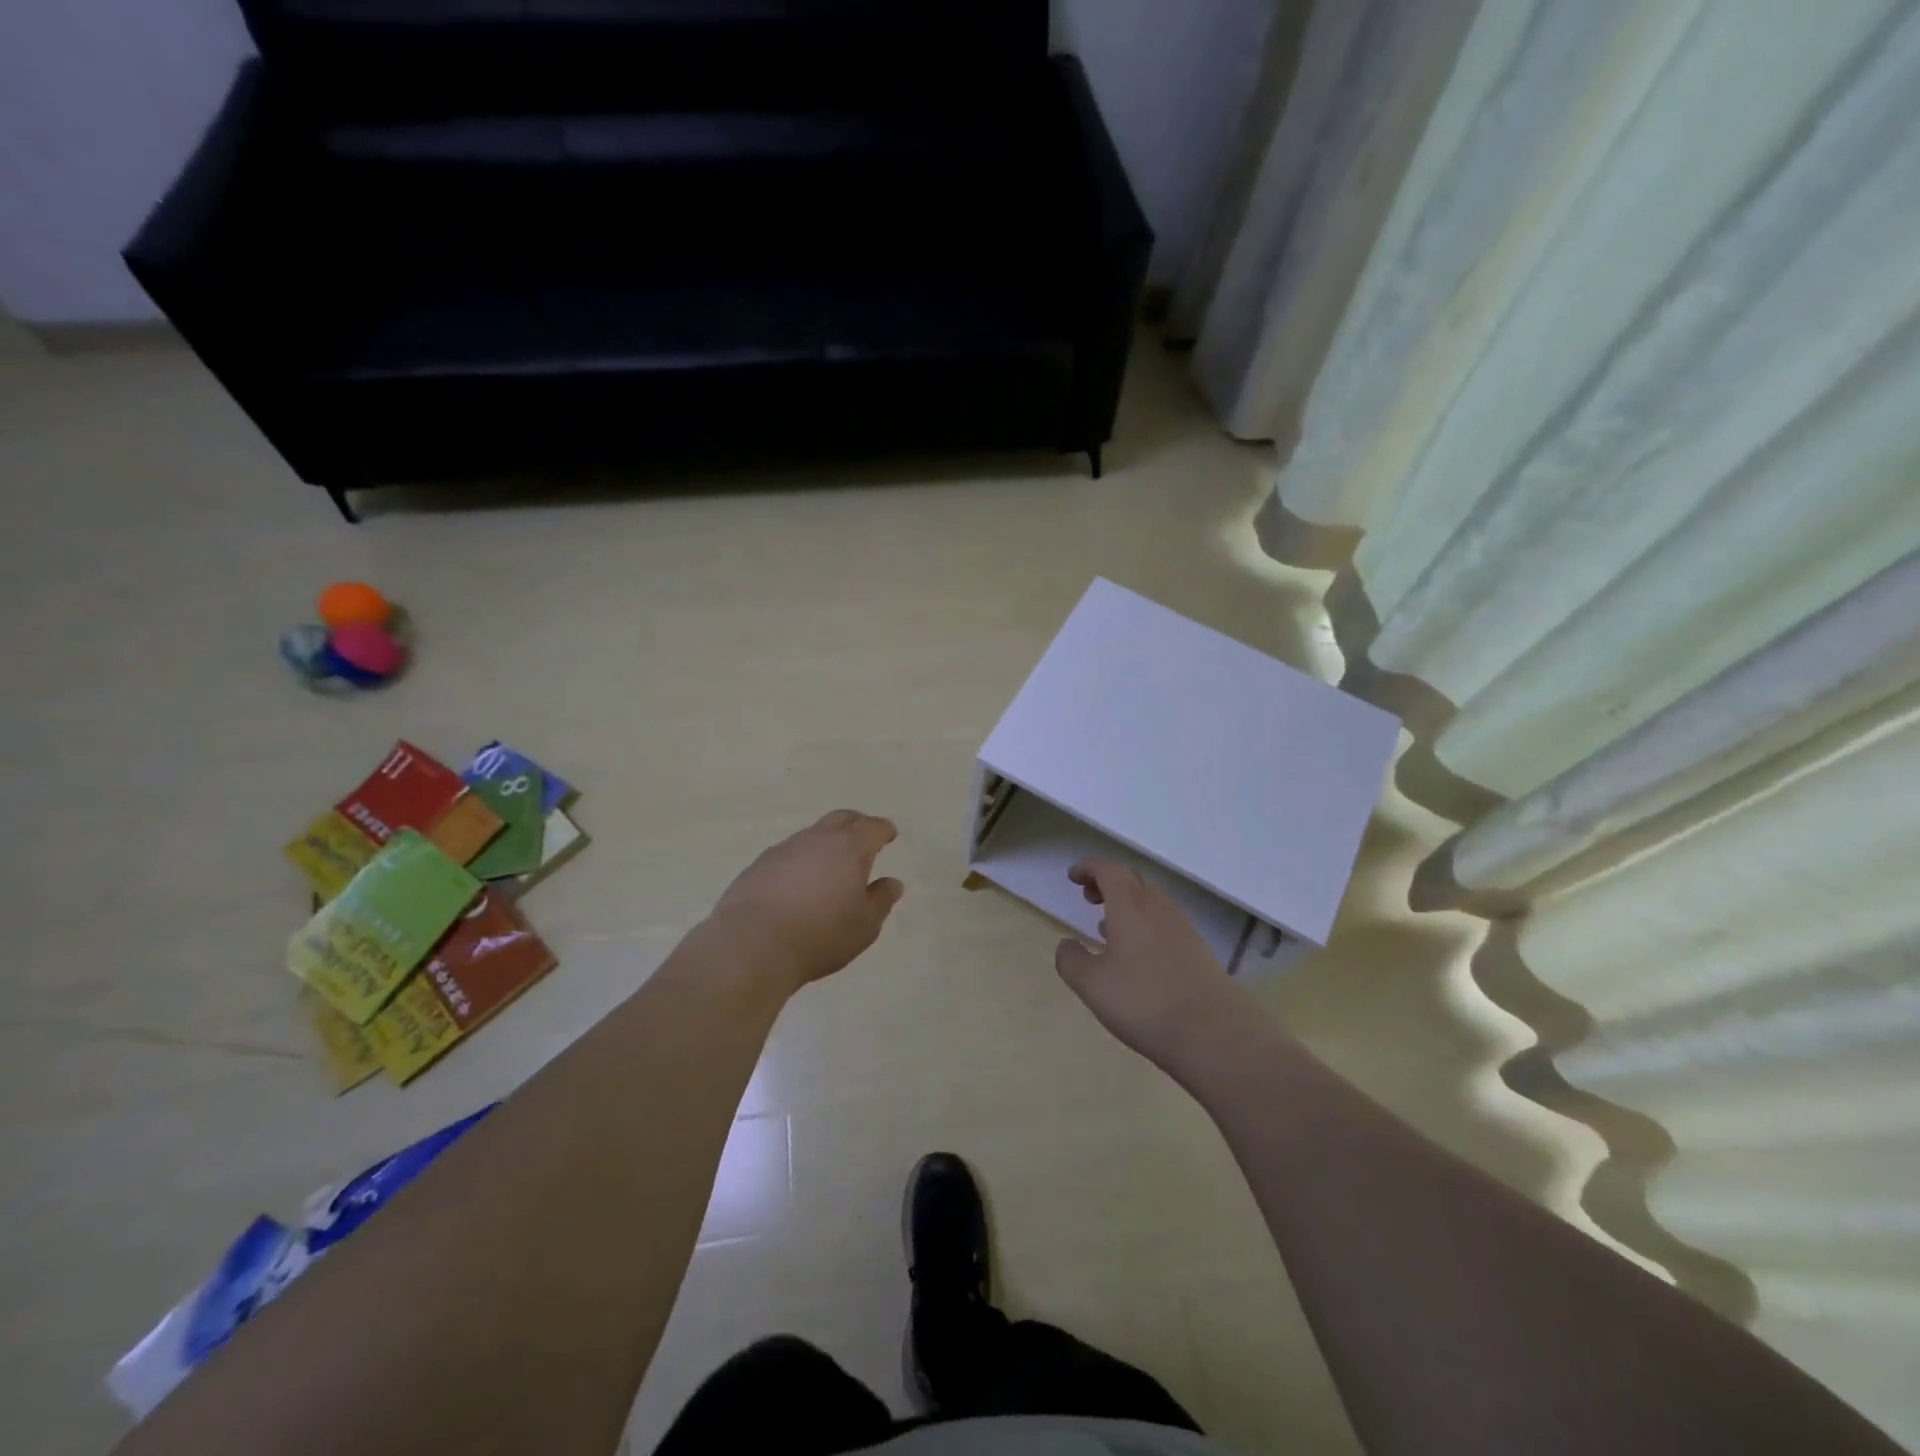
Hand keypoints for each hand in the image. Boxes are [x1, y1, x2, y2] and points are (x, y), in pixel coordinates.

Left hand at [707, 810, 904, 992]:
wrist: (752, 945)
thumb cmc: (820, 935)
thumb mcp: (864, 926)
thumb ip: (881, 900)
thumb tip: (892, 883)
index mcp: (849, 848)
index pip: (873, 827)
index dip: (884, 830)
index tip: (889, 834)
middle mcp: (816, 839)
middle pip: (841, 819)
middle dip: (856, 824)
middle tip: (863, 836)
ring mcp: (784, 849)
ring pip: (811, 835)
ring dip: (825, 843)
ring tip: (829, 865)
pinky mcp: (758, 865)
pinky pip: (787, 854)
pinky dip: (800, 861)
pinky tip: (797, 883)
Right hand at [1054, 860, 1241, 1070]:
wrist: (1214, 1033)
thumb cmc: (1143, 1002)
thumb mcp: (1092, 984)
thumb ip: (1071, 960)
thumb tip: (1067, 944)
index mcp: (1130, 907)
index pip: (1109, 871)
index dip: (1089, 868)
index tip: (1073, 876)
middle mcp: (1159, 909)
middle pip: (1133, 880)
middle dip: (1108, 882)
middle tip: (1088, 896)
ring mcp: (1183, 929)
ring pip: (1152, 901)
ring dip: (1127, 903)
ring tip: (1107, 925)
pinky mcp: (1198, 951)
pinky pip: (1165, 922)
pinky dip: (1145, 923)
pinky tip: (1137, 953)